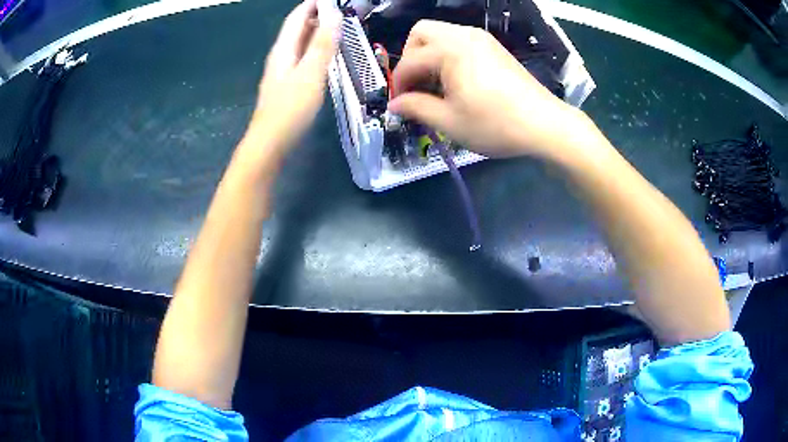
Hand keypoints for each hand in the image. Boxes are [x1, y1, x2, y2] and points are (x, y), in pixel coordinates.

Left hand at [248, 0, 340, 153]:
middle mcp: (280, 56)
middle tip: (338, 11)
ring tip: (335, 28)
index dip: (312, 4)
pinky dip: (313, 49)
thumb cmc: (290, 108)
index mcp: (284, 49)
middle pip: (296, 29)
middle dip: (315, 15)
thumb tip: (333, 13)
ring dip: (315, 32)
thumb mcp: (311, 73)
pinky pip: (301, 57)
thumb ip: (323, 44)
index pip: (297, 17)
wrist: (270, 143)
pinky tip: (323, 55)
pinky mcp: (285, 85)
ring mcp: (281, 71)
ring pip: (298, 43)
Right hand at [388, 20, 586, 158]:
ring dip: (429, 55)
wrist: (544, 124)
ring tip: (437, 86)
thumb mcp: (449, 121)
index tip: (399, 104)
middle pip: (421, 33)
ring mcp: (481, 38)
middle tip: (416, 85)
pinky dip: (449, 55)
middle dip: (411, 57)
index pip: (410, 61)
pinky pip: (460, 41)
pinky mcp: (494, 47)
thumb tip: (395, 104)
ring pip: (441, 34)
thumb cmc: (495, 124)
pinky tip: (458, 81)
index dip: (399, 83)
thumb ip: (416, 108)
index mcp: (449, 50)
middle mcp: (463, 35)